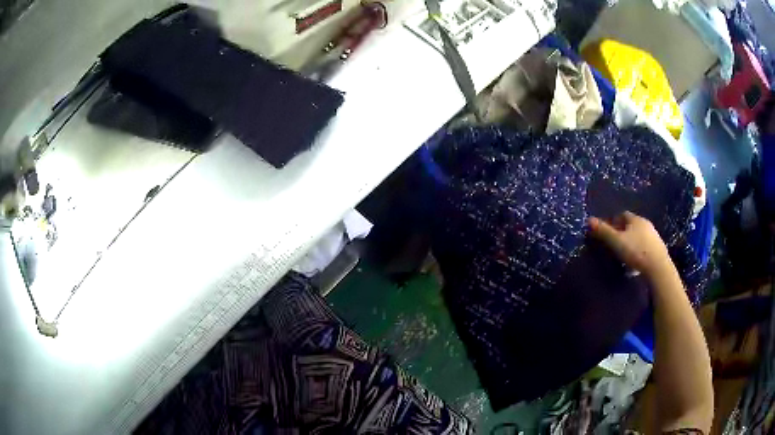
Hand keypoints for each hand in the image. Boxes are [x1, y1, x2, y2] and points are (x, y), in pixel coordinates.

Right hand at [588, 211, 671, 278]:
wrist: (658, 267)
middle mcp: (646, 224)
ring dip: (631, 242)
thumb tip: (589, 220)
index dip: (613, 222)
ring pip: (639, 236)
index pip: (622, 215)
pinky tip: (635, 262)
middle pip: (631, 225)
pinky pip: (645, 246)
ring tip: (624, 255)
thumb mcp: (617, 242)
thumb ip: (604, 232)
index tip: (607, 232)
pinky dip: (639, 251)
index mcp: (635, 219)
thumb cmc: (636, 252)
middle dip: (623, 232)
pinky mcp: (658, 249)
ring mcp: (654, 236)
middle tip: (614, 244)